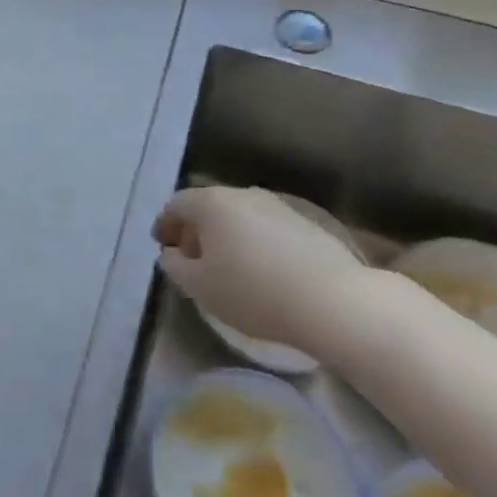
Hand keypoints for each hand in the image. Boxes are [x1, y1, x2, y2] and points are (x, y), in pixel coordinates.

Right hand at [153, 186, 365, 349]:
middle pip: (208, 206)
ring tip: (227, 266)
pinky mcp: (306, 224)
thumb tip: (171, 253)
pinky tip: (260, 269)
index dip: (165, 224)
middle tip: (191, 257)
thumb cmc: (253, 292)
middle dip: (195, 229)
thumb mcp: (200, 287)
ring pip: (239, 216)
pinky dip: (253, 242)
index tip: (163, 246)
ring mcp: (277, 206)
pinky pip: (266, 227)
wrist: (334, 301)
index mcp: (211, 203)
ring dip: (226, 235)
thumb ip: (175, 266)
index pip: (176, 204)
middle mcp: (242, 195)